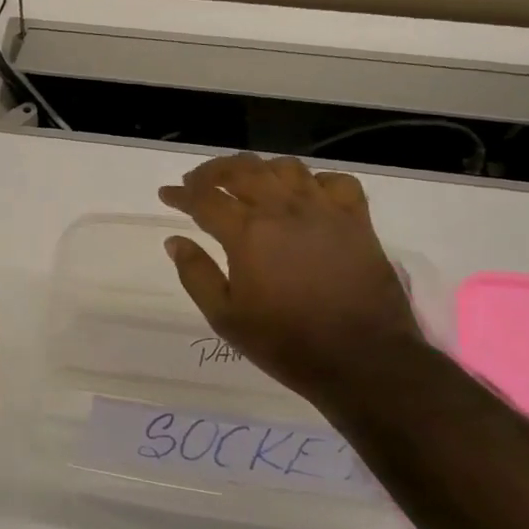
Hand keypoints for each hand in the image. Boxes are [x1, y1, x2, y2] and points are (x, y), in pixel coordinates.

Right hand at [158, 153, 426, 407]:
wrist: (362, 360)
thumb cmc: (285, 342)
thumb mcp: (225, 317)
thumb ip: (196, 274)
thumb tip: (175, 241)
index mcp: (247, 233)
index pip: (204, 200)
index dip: (180, 195)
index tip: (166, 194)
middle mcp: (284, 210)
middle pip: (242, 171)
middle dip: (213, 172)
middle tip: (196, 182)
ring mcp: (325, 211)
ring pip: (286, 168)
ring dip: (258, 169)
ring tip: (245, 182)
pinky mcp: (357, 221)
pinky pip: (336, 182)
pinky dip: (314, 180)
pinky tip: (304, 194)